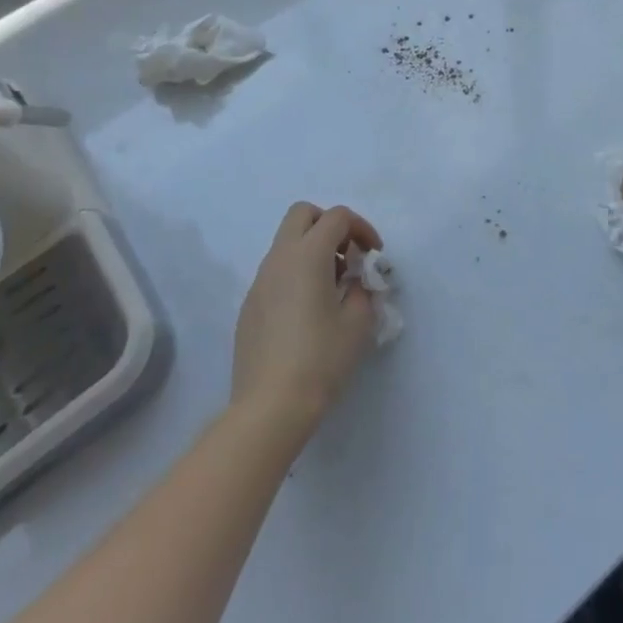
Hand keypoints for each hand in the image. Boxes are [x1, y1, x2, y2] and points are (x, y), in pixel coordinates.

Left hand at [231, 203, 383, 441]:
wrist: (269, 408)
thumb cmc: (320, 359)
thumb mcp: (358, 322)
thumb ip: (363, 290)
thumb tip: (355, 283)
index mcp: (307, 255)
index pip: (337, 217)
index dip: (361, 228)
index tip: (374, 256)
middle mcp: (279, 259)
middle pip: (302, 215)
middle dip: (329, 225)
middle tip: (348, 256)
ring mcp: (259, 282)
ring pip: (286, 243)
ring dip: (312, 250)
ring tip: (333, 288)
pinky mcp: (249, 306)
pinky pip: (276, 272)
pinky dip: (296, 274)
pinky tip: (308, 312)